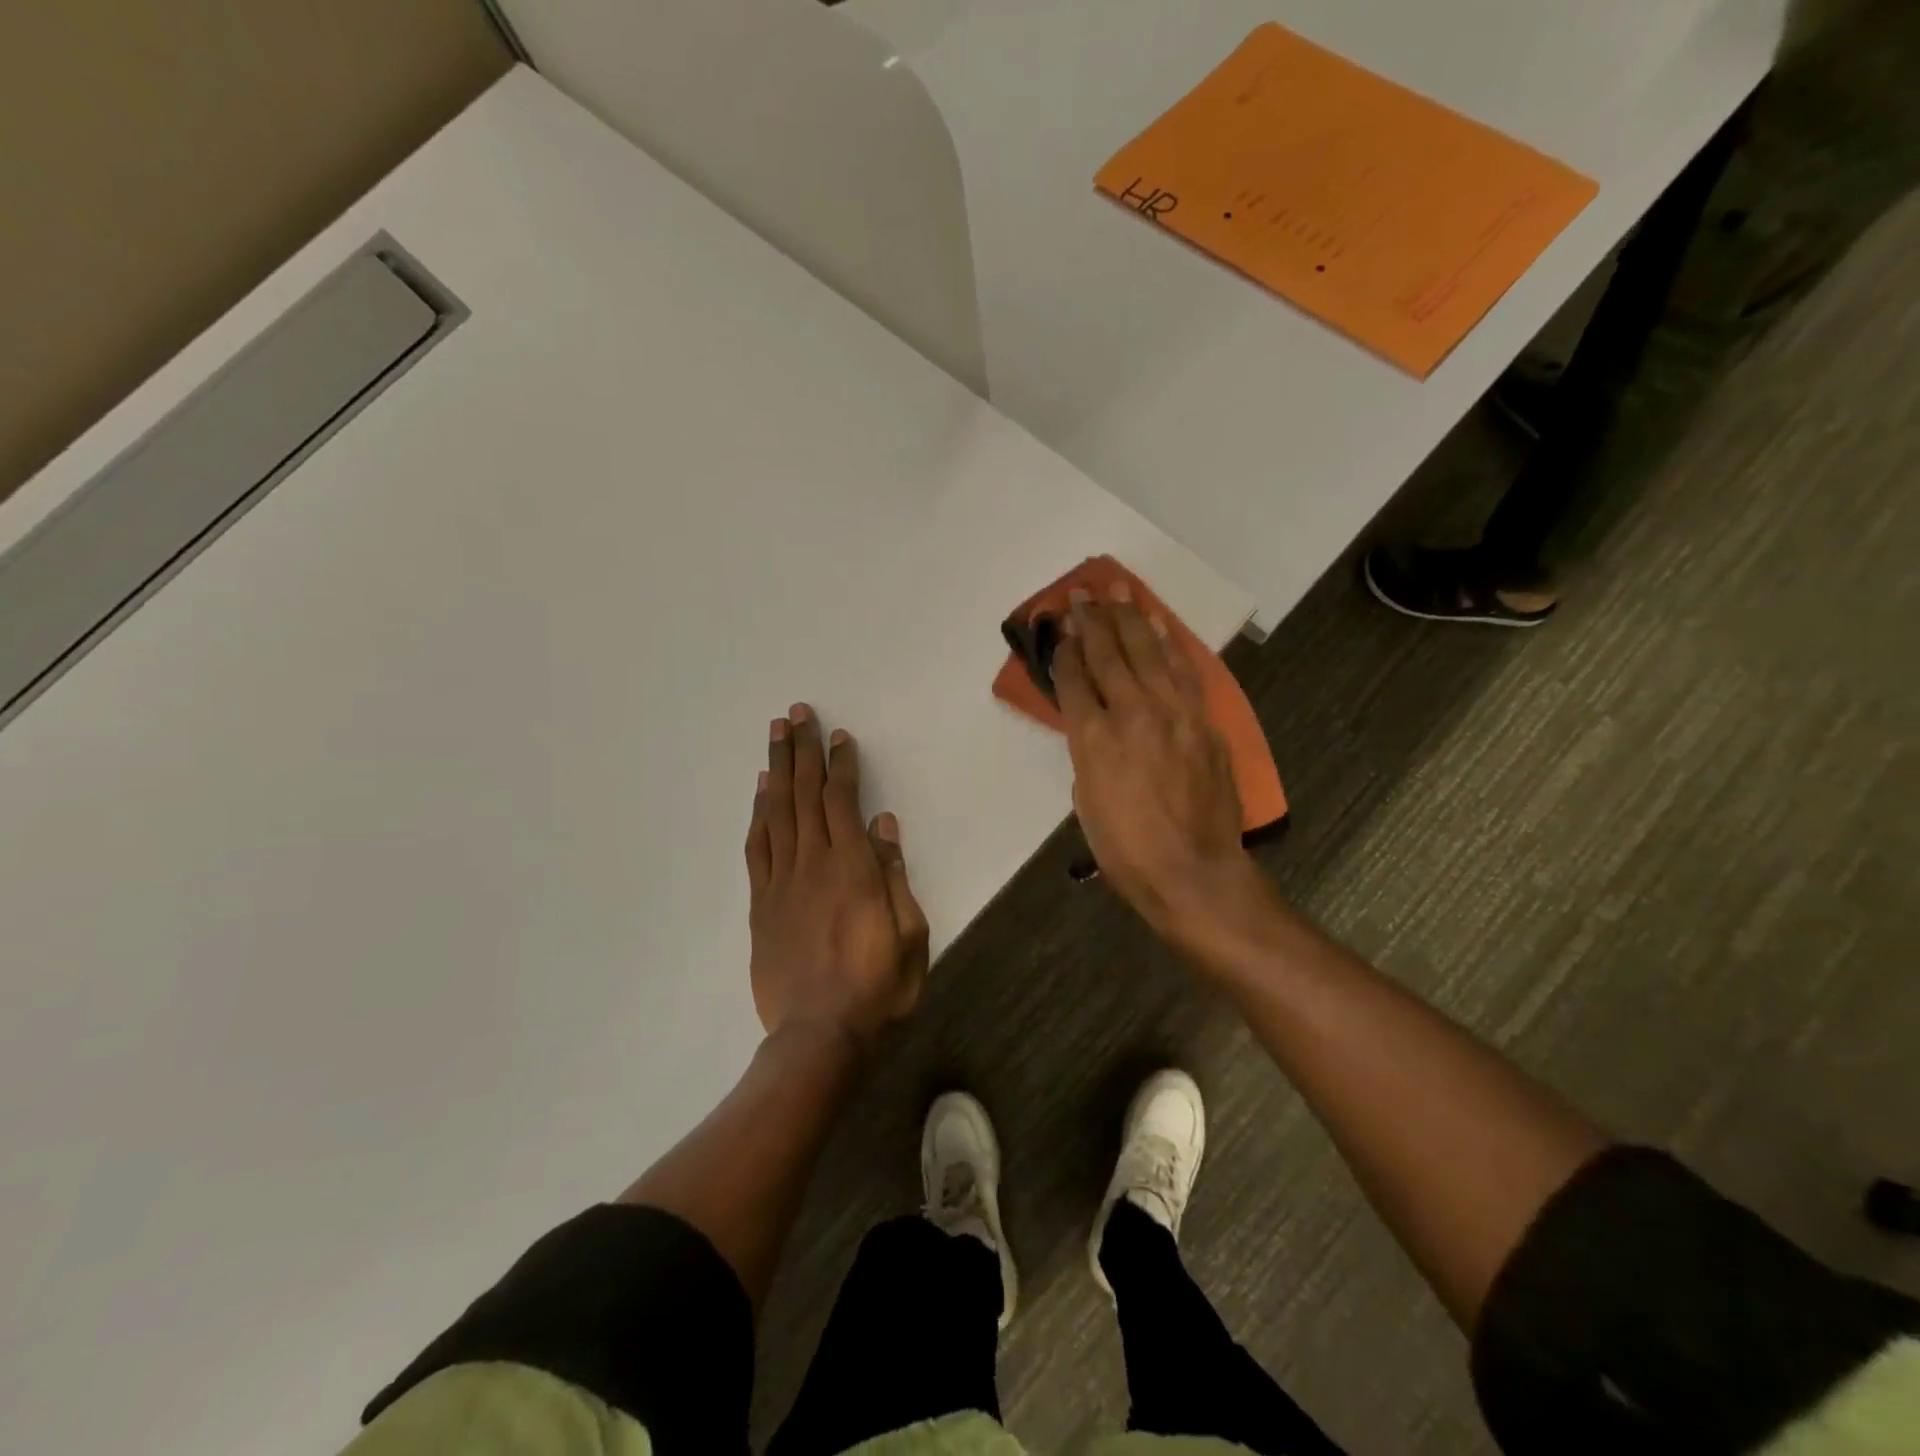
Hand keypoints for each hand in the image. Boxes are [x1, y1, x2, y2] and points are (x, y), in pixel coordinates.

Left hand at [744, 703, 929, 1051]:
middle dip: (802, 751)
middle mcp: (813, 864)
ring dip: (776, 770)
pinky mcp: (761, 904)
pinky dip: (758, 815)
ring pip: (777, 813)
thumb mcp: (909, 934)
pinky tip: (760, 793)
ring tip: (775, 736)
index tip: (837, 735)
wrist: (819, 1036)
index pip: (842, 802)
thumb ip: (893, 874)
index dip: (840, 765)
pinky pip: (757, 848)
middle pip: (804, 796)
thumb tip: (882, 824)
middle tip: (795, 714)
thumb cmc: (878, 988)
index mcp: (852, 868)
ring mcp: (781, 883)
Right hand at [1053, 585, 1260, 937]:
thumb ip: (1087, 750)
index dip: (1063, 648)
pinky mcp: (1203, 723)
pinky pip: (1183, 672)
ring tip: (1119, 590)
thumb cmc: (1126, 849)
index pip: (1075, 679)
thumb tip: (1093, 722)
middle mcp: (1133, 714)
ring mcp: (1174, 714)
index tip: (1057, 623)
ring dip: (1131, 618)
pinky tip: (1159, 625)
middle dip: (1092, 620)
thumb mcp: (1086, 799)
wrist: (1193, 872)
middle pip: (1109, 655)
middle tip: (1081, 592)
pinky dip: (1170, 645)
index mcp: (1094, 739)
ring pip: (1149, 653)